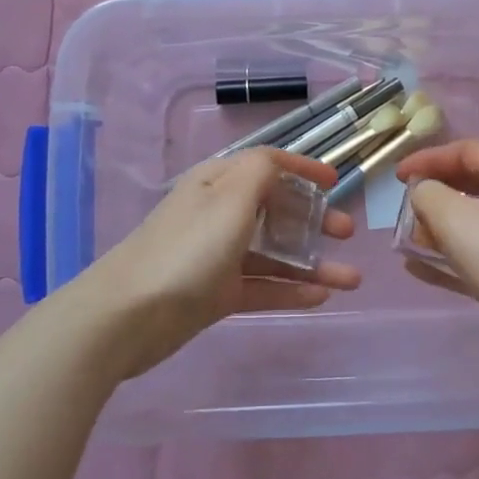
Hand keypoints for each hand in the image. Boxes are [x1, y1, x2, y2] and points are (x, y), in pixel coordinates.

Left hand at [90, 149, 360, 379]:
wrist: (127, 316)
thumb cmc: (187, 249)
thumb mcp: (229, 198)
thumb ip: (261, 172)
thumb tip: (279, 163)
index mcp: (218, 182)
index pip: (267, 164)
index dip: (302, 168)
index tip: (336, 182)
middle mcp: (219, 213)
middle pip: (275, 209)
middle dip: (313, 219)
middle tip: (346, 234)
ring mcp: (217, 255)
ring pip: (273, 252)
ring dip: (312, 262)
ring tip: (351, 279)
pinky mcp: (215, 293)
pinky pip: (261, 286)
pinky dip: (290, 289)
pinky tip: (321, 299)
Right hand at [394, 140, 478, 370]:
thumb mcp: (451, 215)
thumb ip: (426, 193)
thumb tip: (422, 193)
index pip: (466, 150)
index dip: (428, 158)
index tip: (397, 176)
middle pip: (470, 183)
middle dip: (433, 192)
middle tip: (404, 206)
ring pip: (471, 220)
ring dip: (437, 226)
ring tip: (408, 238)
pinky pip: (473, 254)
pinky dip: (447, 256)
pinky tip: (416, 268)